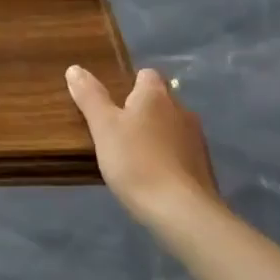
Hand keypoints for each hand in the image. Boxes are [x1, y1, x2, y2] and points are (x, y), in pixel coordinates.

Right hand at [66, 65, 218, 227]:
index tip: (114, 101)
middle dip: (143, 111)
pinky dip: (168, 158)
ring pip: (172, 127)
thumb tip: (75, 68)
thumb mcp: (103, 127)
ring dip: (156, 135)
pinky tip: (153, 177)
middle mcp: (181, 110)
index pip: (146, 74)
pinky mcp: (204, 167)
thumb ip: (90, 97)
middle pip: (160, 101)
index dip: (130, 83)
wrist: (181, 211)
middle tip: (118, 130)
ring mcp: (197, 139)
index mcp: (156, 95)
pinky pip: (181, 153)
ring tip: (134, 156)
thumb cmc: (136, 161)